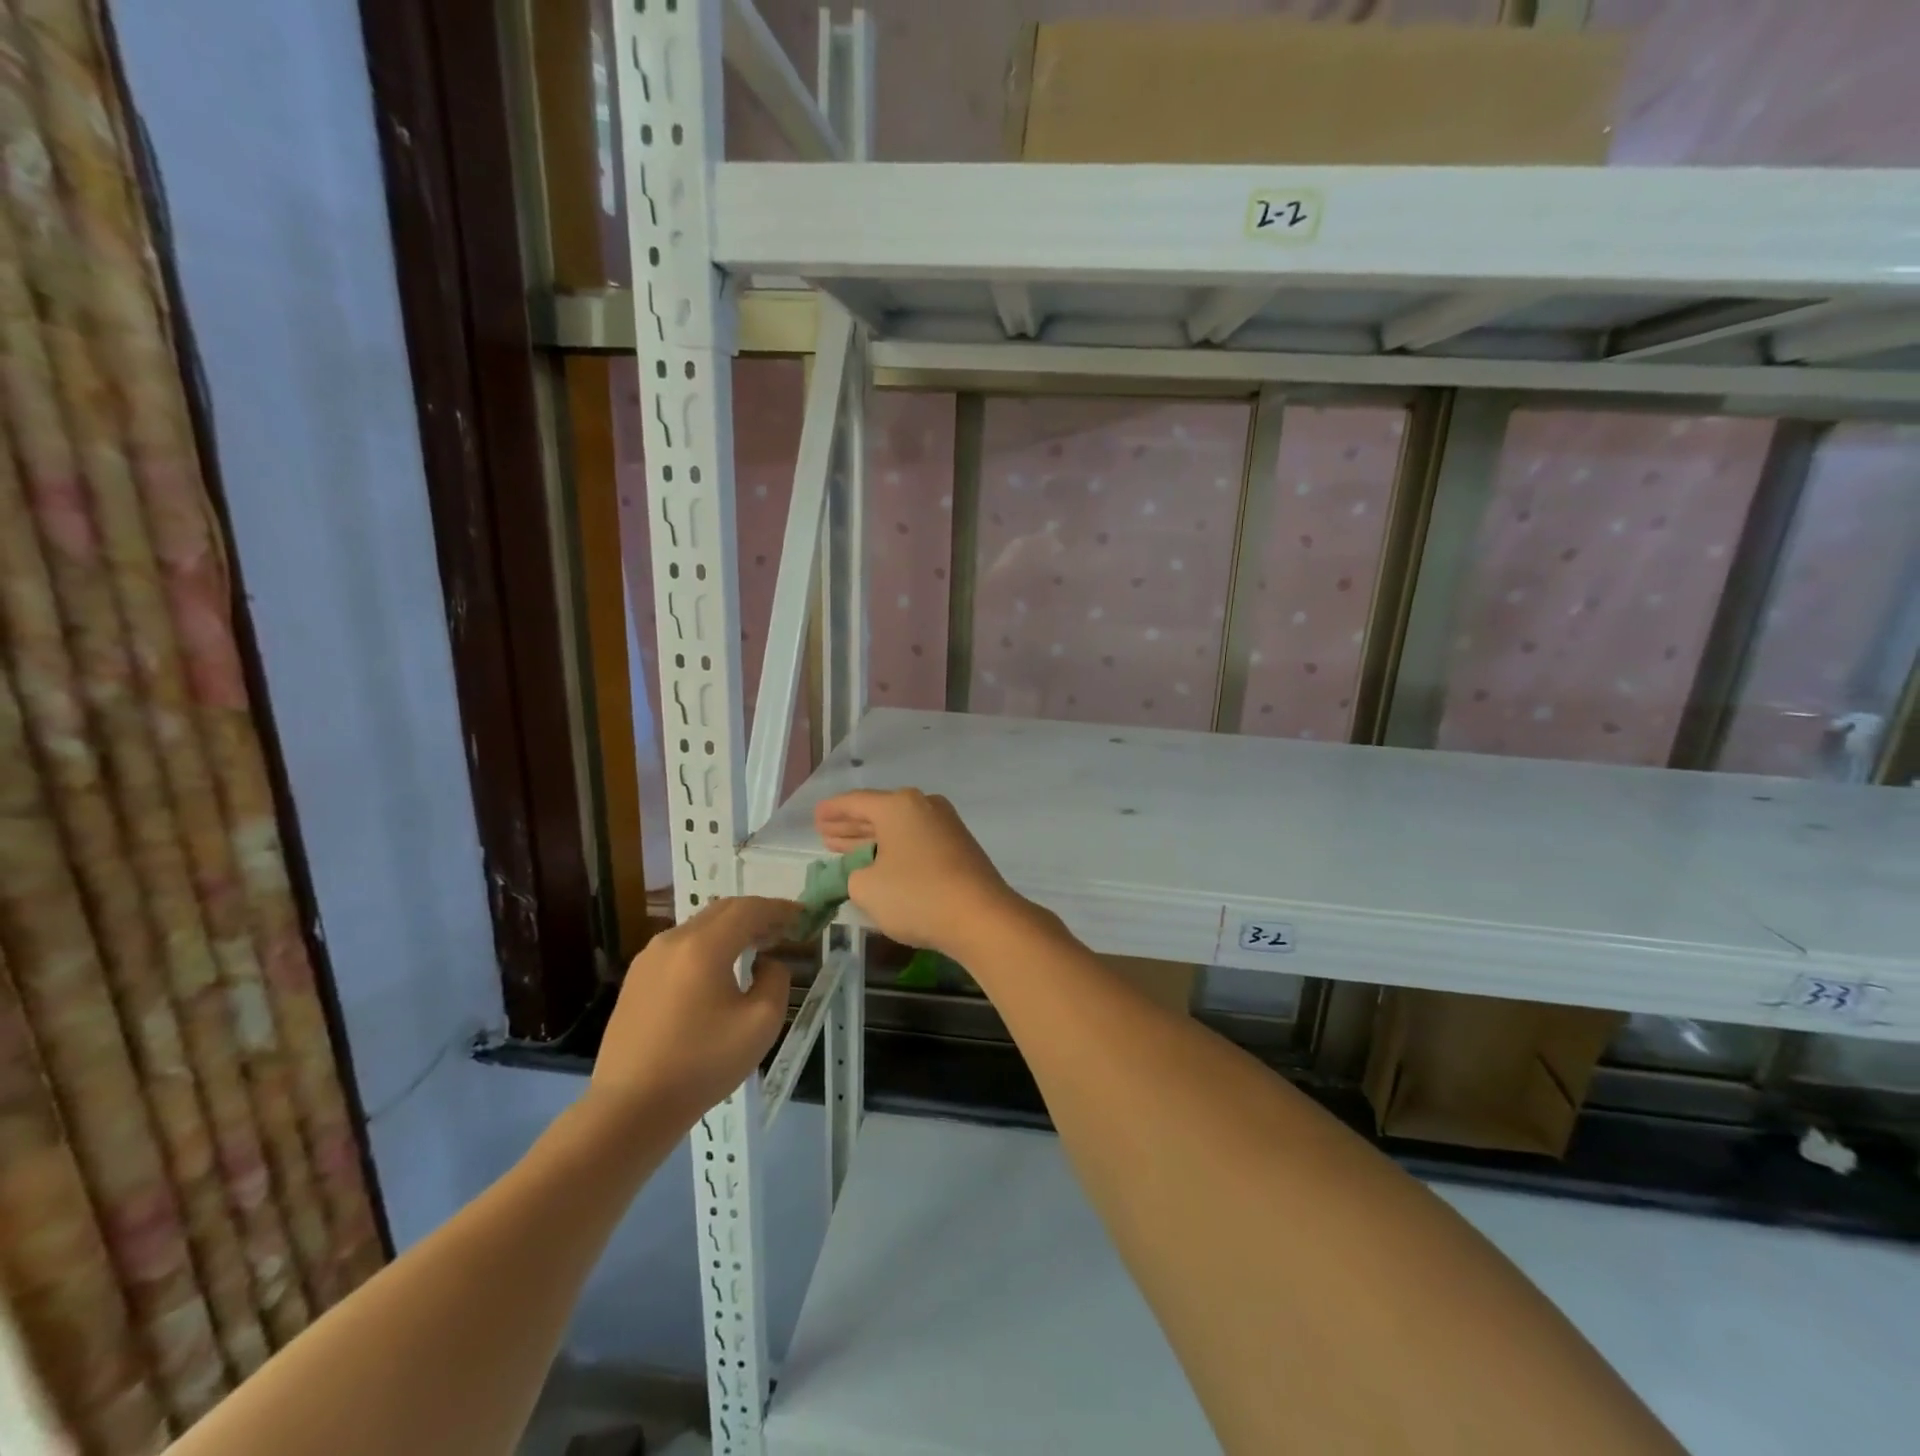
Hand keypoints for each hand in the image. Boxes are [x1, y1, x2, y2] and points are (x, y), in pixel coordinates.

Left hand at [589, 897, 795, 1128]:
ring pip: (700, 927)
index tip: (803, 915)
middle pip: (722, 911)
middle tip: (784, 928)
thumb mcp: (761, 1024)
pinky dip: (709, 946)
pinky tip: (720, 969)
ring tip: (756, 946)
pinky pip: (681, 947)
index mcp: (704, 946)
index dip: (780, 908)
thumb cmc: (702, 1064)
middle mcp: (673, 941)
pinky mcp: (636, 980)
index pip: (750, 909)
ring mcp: (648, 959)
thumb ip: (776, 981)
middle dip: (757, 914)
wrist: (630, 1108)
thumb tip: (766, 964)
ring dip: (732, 929)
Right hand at [814, 789, 1030, 959]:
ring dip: (872, 839)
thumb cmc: (917, 895)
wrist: (981, 917)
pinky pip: (916, 840)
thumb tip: (863, 871)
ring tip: (846, 849)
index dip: (832, 811)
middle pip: (879, 812)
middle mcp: (923, 805)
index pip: (855, 802)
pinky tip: (881, 862)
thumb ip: (852, 875)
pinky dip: (894, 848)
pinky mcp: (959, 846)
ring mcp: (946, 825)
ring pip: (899, 828)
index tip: (816, 816)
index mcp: (898, 805)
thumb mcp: (867, 888)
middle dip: (851, 825)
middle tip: (826, 834)